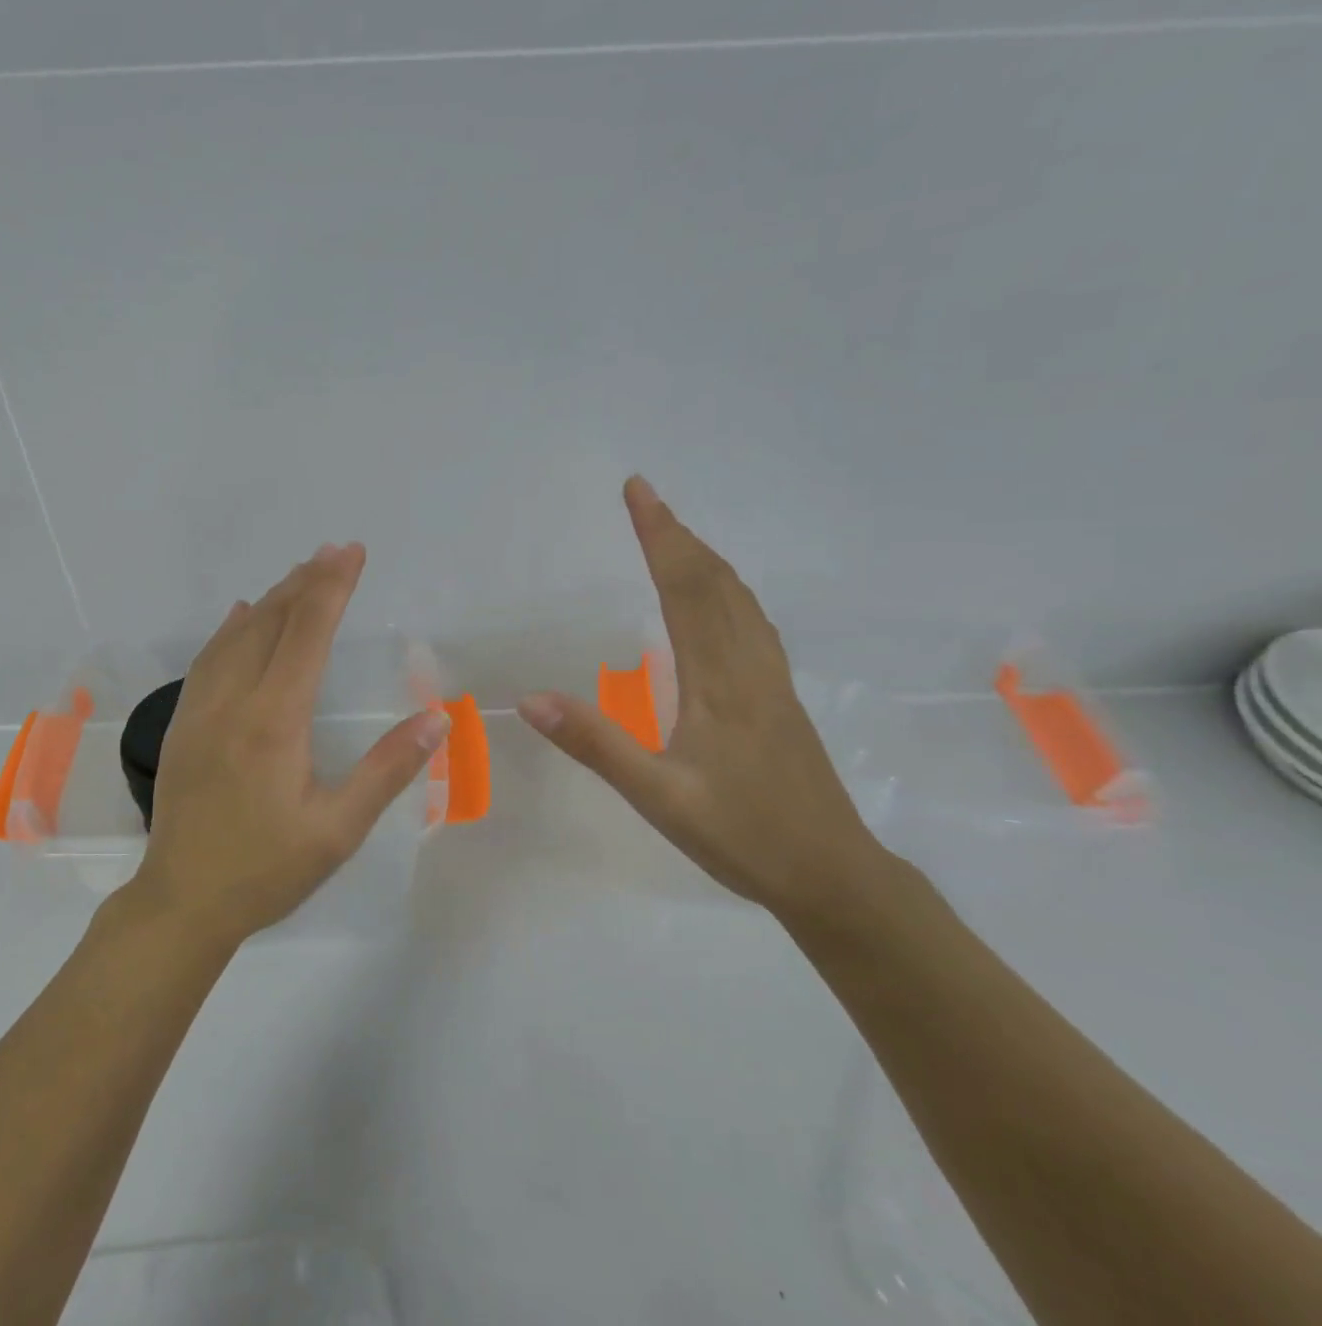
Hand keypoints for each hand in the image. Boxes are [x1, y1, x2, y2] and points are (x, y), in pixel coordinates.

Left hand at [128, 542, 451, 946]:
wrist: (182, 902)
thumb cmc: (266, 869)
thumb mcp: (337, 829)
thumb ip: (386, 770)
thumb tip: (435, 719)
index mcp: (274, 720)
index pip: (307, 635)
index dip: (332, 588)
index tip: (351, 553)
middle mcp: (233, 701)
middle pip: (270, 622)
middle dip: (305, 582)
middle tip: (333, 550)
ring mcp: (200, 709)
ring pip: (235, 635)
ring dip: (270, 599)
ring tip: (299, 573)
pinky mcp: (182, 724)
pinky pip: (208, 659)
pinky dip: (230, 628)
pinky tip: (239, 616)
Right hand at [518, 477, 886, 920]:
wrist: (834, 877)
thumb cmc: (744, 836)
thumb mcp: (659, 797)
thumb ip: (597, 745)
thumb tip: (532, 700)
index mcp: (719, 680)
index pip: (686, 588)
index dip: (660, 535)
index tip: (638, 490)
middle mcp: (749, 666)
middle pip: (716, 581)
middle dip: (677, 534)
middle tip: (644, 498)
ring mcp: (771, 681)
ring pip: (740, 599)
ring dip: (704, 558)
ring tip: (673, 537)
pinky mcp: (780, 698)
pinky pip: (751, 622)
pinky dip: (726, 591)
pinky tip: (718, 603)